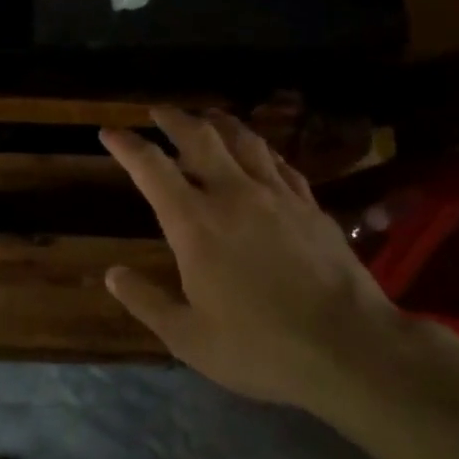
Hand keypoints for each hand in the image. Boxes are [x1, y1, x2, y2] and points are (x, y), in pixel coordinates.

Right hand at [99, 107, 416, 409]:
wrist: (349, 347)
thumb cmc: (260, 347)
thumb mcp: (188, 338)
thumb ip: (146, 302)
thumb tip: (112, 273)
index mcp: (195, 223)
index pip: (151, 168)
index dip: (126, 145)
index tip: (109, 132)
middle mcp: (232, 195)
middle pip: (199, 137)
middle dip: (173, 118)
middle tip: (158, 110)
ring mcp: (276, 196)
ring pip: (243, 140)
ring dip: (219, 122)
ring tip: (207, 117)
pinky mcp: (310, 205)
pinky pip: (280, 163)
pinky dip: (261, 150)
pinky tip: (260, 153)